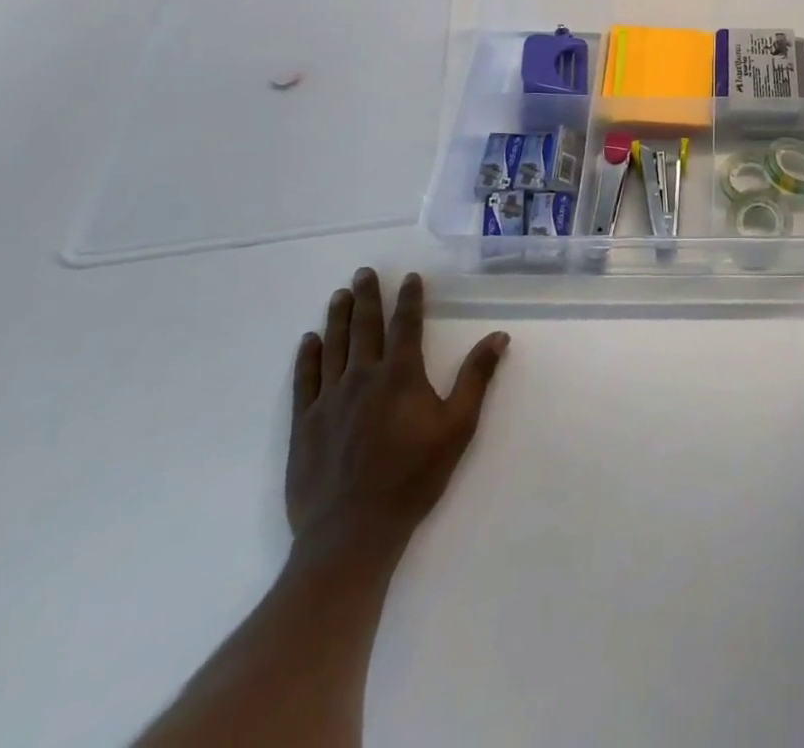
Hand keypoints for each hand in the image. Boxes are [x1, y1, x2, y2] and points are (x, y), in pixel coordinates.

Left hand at [286, 268, 508, 558]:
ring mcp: (329, 400)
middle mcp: (362, 377)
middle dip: (367, 297)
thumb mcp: (458, 427)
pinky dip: (308, 356)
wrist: (352, 532)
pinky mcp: (305, 424)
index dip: (409, 299)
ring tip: (340, 295)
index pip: (406, 326)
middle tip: (364, 272)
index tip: (409, 277)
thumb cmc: (413, 477)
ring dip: (338, 317)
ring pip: (333, 346)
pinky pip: (305, 380)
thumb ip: (476, 378)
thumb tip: (498, 336)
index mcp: (400, 376)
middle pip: (365, 327)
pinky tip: (310, 340)